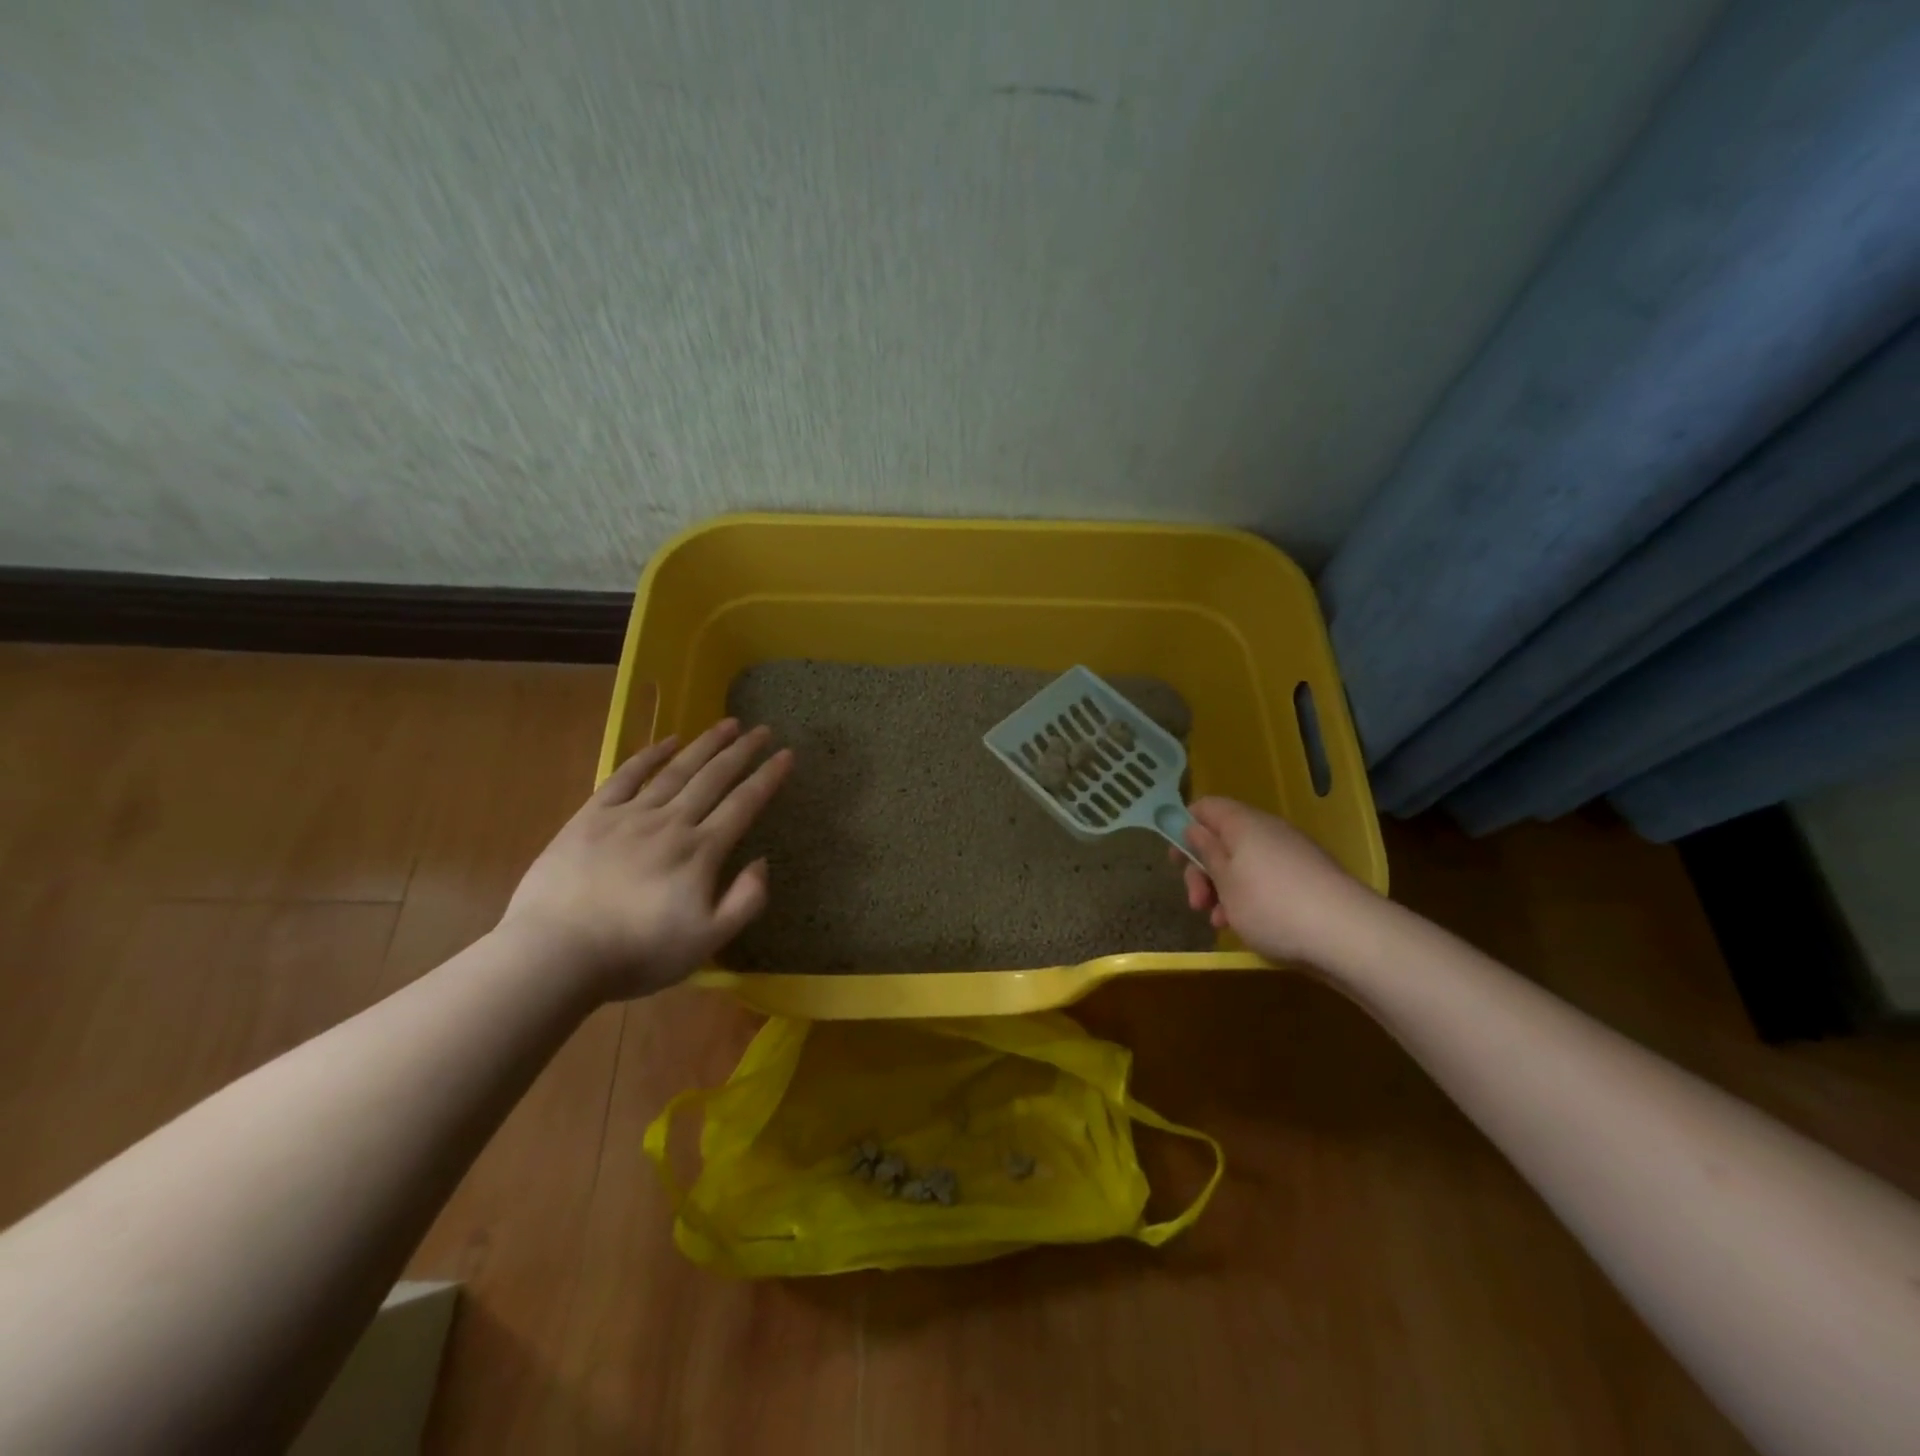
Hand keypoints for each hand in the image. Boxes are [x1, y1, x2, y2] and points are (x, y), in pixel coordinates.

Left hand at [501, 720, 792, 1000]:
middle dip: (742, 751)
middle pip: (714, 778)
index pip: (743, 804)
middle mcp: (671, 823)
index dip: (768, 777)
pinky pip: (626, 776)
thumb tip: (762, 862)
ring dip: (705, 744)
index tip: (787, 754)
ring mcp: (629, 816)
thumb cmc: (637, 953)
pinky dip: (649, 755)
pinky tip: (667, 741)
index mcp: (700, 851)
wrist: (556, 953)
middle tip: (762, 728)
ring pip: (676, 770)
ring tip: (726, 724)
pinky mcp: (592, 817)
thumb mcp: (708, 941)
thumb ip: (745, 901)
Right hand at [1174, 797, 1375, 964]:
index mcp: (1243, 823)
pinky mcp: (1307, 881)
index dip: (1184, 827)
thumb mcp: (1225, 881)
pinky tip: (1245, 927)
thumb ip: (1205, 852)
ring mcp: (1291, 856)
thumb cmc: (1271, 905)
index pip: (1206, 807)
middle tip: (1196, 902)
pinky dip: (1249, 900)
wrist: (1348, 936)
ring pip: (1242, 865)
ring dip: (1223, 891)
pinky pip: (1265, 881)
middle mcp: (1268, 831)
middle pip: (1222, 839)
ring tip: (1220, 923)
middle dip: (1202, 870)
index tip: (1175, 859)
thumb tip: (1194, 827)